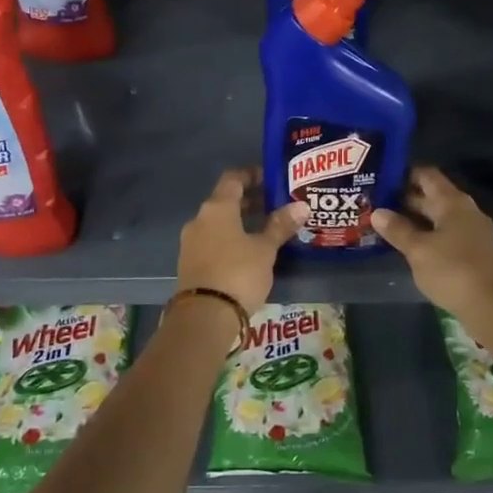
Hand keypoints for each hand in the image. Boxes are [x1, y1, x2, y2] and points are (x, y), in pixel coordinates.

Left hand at [175, 169, 304, 315]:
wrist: (204, 317)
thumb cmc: (238, 273)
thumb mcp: (265, 249)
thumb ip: (281, 226)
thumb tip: (301, 206)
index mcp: (217, 208)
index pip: (233, 178)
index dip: (252, 174)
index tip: (271, 178)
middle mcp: (199, 219)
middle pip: (225, 201)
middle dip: (249, 201)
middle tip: (275, 204)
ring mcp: (191, 242)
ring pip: (218, 223)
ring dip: (240, 222)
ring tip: (266, 229)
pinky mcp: (190, 263)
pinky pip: (213, 241)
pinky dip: (230, 239)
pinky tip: (248, 252)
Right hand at [370, 167, 492, 314]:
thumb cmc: (454, 271)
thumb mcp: (419, 250)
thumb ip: (398, 230)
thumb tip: (377, 212)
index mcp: (452, 202)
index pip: (426, 175)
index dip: (403, 174)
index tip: (379, 178)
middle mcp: (465, 211)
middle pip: (432, 197)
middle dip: (404, 199)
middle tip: (374, 204)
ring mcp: (472, 233)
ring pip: (438, 218)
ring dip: (415, 221)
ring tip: (385, 225)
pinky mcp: (475, 253)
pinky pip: (446, 236)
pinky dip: (427, 237)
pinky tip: (410, 248)